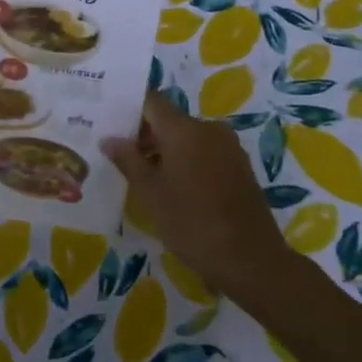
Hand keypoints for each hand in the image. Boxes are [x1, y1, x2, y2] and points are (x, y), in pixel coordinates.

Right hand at [102, 91, 288, 296]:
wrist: (252, 260)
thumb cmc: (193, 223)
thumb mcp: (151, 194)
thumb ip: (128, 160)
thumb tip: (109, 138)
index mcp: (184, 129)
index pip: (151, 101)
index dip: (130, 111)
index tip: (111, 127)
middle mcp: (208, 128)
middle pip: (170, 119)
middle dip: (146, 135)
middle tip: (123, 159)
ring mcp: (228, 147)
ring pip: (188, 137)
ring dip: (167, 151)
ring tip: (147, 179)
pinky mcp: (240, 166)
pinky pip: (206, 151)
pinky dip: (188, 161)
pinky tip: (177, 189)